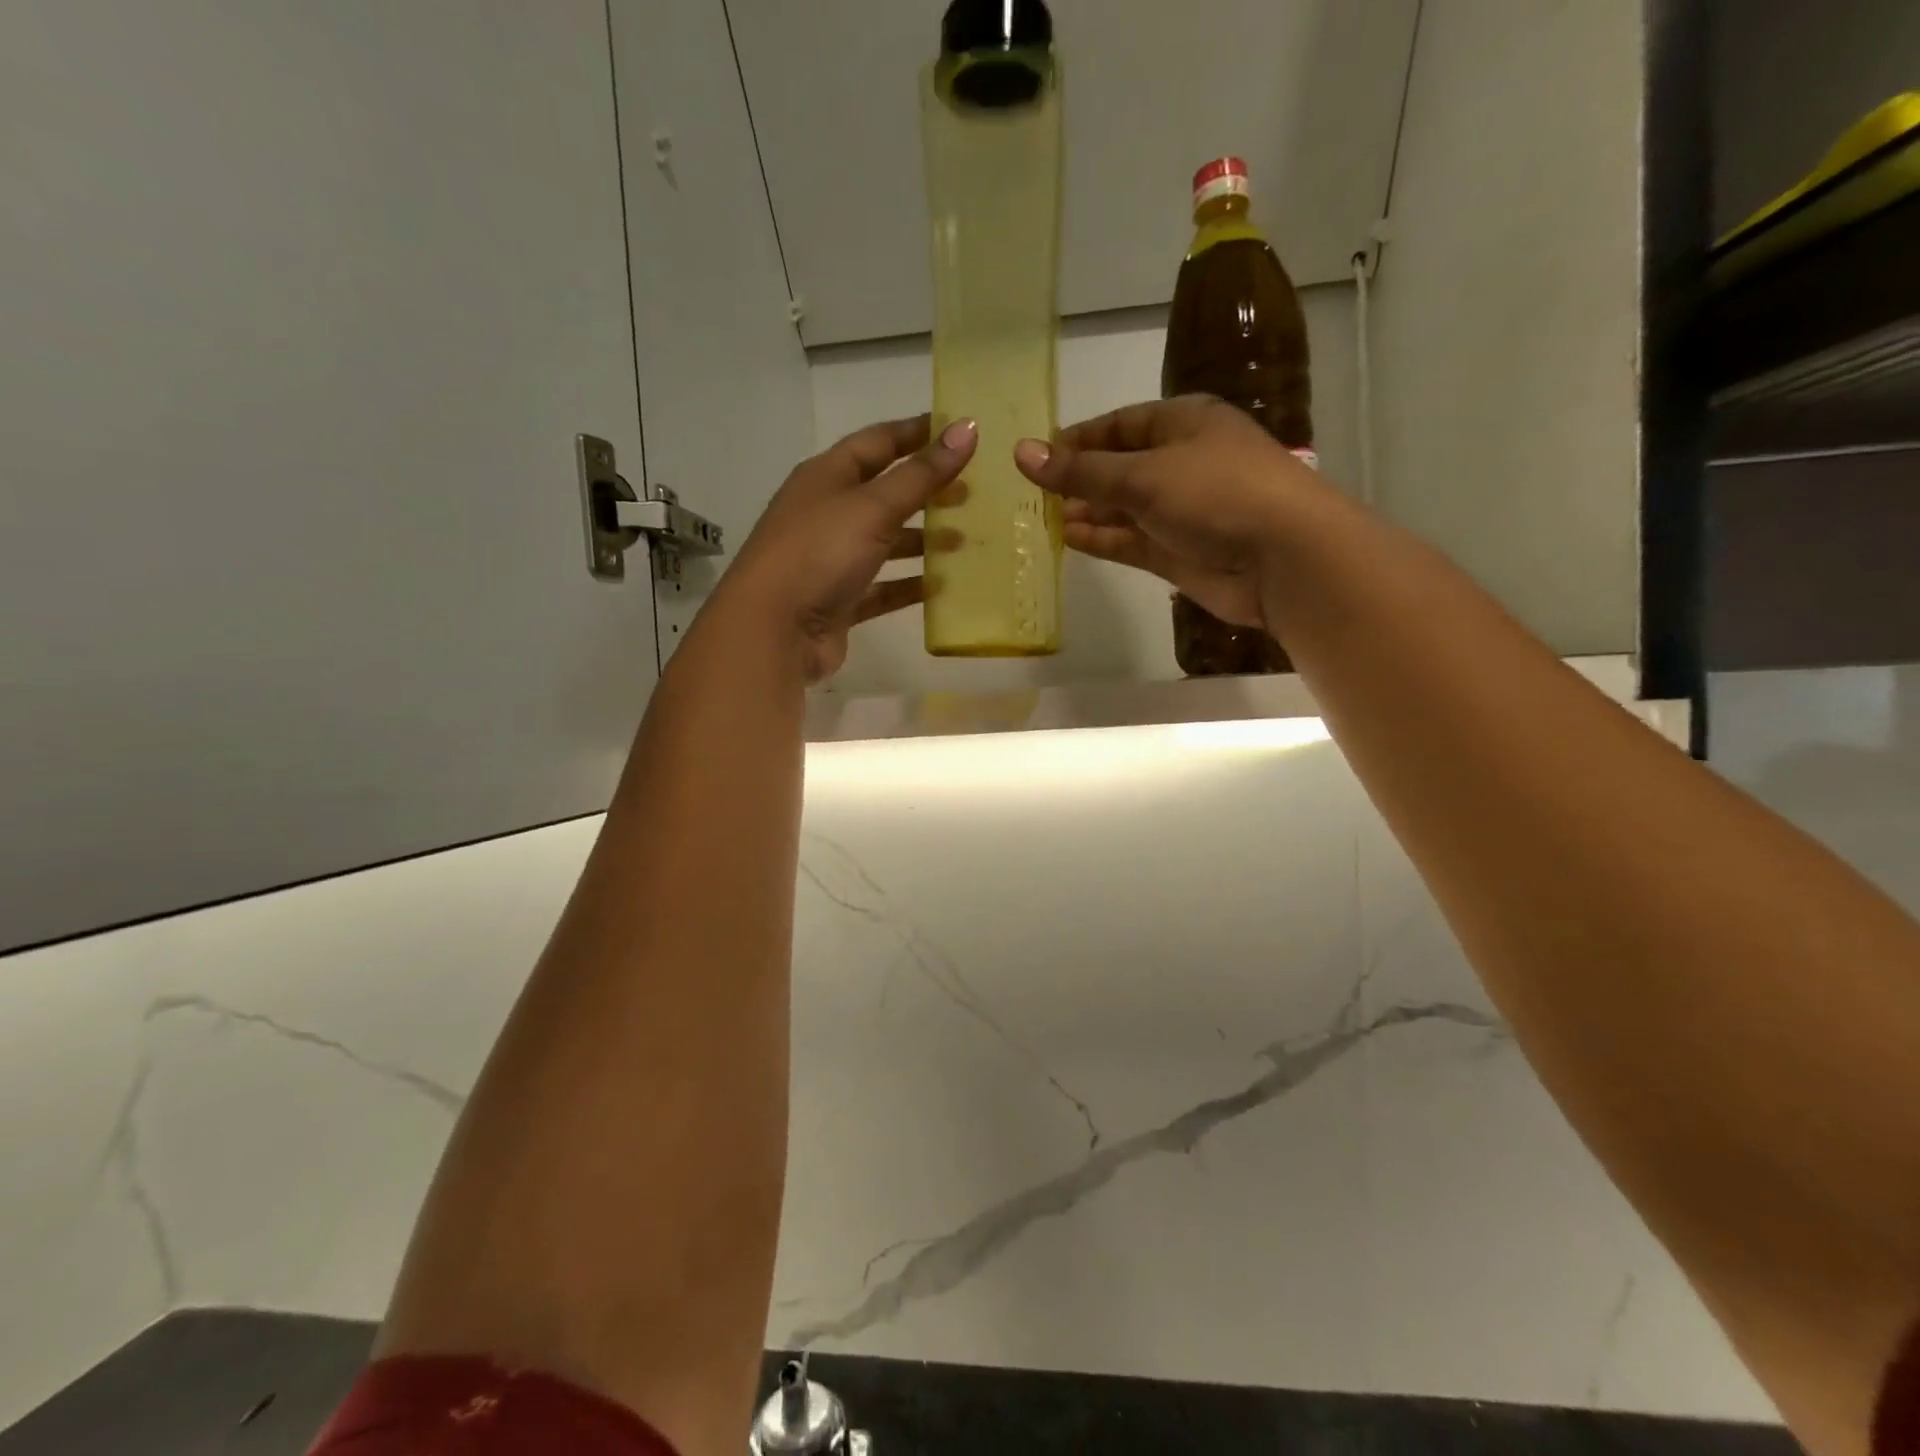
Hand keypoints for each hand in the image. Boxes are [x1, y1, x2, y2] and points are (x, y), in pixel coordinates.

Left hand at [726, 415, 975, 681]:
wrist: (773, 631)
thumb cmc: (819, 553)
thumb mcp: (873, 507)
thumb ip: (922, 474)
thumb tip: (967, 428)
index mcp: (826, 476)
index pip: (877, 442)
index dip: (917, 433)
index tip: (960, 431)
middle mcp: (827, 513)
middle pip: (885, 493)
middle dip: (927, 491)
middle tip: (973, 492)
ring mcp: (832, 560)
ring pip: (886, 543)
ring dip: (923, 540)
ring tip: (966, 540)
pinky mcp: (840, 601)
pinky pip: (883, 588)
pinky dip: (910, 585)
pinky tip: (943, 586)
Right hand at [1013, 395, 1316, 631]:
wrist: (1283, 558)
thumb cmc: (1217, 494)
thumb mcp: (1143, 475)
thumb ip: (1081, 471)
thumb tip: (1022, 453)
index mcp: (1184, 423)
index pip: (1121, 425)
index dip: (1079, 438)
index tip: (1038, 455)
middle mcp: (1183, 463)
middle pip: (1120, 467)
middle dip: (1080, 480)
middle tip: (1034, 495)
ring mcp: (1182, 511)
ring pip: (1124, 509)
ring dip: (1088, 512)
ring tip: (1043, 519)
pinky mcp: (1180, 552)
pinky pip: (1132, 541)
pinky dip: (1103, 540)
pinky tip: (1069, 539)